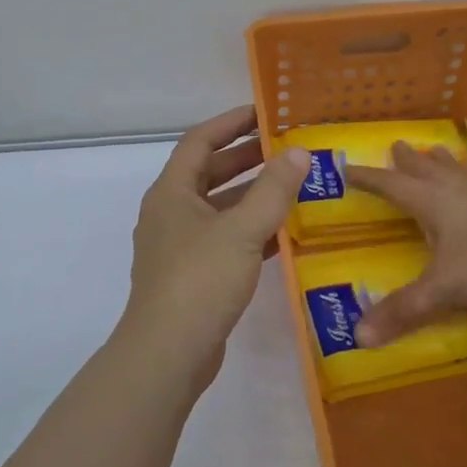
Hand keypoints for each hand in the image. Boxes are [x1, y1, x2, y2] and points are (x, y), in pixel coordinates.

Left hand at [122, 106, 308, 386]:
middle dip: (246, 158)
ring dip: (251, 196)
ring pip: (219, 209)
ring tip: (292, 187)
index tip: (264, 113)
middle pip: (209, 174)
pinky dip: (251, 232)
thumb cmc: (200, 280)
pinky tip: (283, 235)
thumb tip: (299, 152)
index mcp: (171, 193)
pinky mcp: (192, 276)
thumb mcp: (242, 230)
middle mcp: (170, 214)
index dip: (231, 123)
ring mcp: (179, 247)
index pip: (200, 141)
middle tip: (286, 149)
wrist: (168, 354)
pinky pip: (224, 240)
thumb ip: (273, 189)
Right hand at [344, 141, 466, 346]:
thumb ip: (404, 311)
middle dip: (409, 161)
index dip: (370, 179)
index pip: (393, 186)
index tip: (349, 168)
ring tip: (437, 152)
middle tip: (398, 146)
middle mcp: (460, 193)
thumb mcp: (443, 290)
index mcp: (435, 204)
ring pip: (460, 173)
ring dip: (444, 163)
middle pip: (428, 170)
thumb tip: (359, 336)